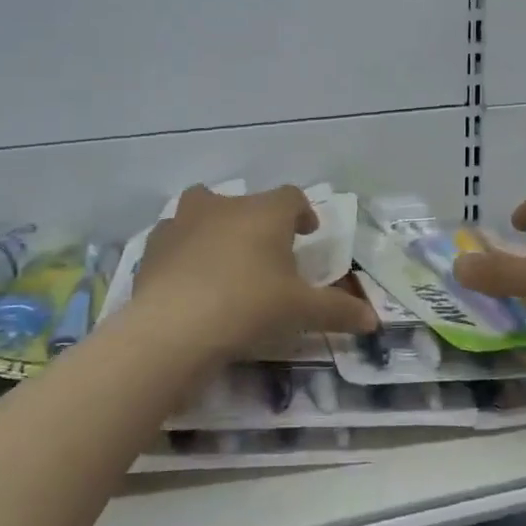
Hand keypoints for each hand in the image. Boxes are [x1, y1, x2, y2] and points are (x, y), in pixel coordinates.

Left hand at [135, 186, 378, 359]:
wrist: (173, 327)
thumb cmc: (249, 306)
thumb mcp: (301, 312)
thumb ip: (339, 311)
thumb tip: (373, 321)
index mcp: (265, 212)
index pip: (291, 197)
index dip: (302, 213)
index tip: (307, 234)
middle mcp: (223, 205)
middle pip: (245, 202)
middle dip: (257, 222)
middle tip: (266, 254)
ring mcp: (182, 222)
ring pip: (202, 211)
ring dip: (215, 229)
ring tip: (223, 262)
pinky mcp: (152, 246)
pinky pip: (174, 240)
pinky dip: (184, 252)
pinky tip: (188, 280)